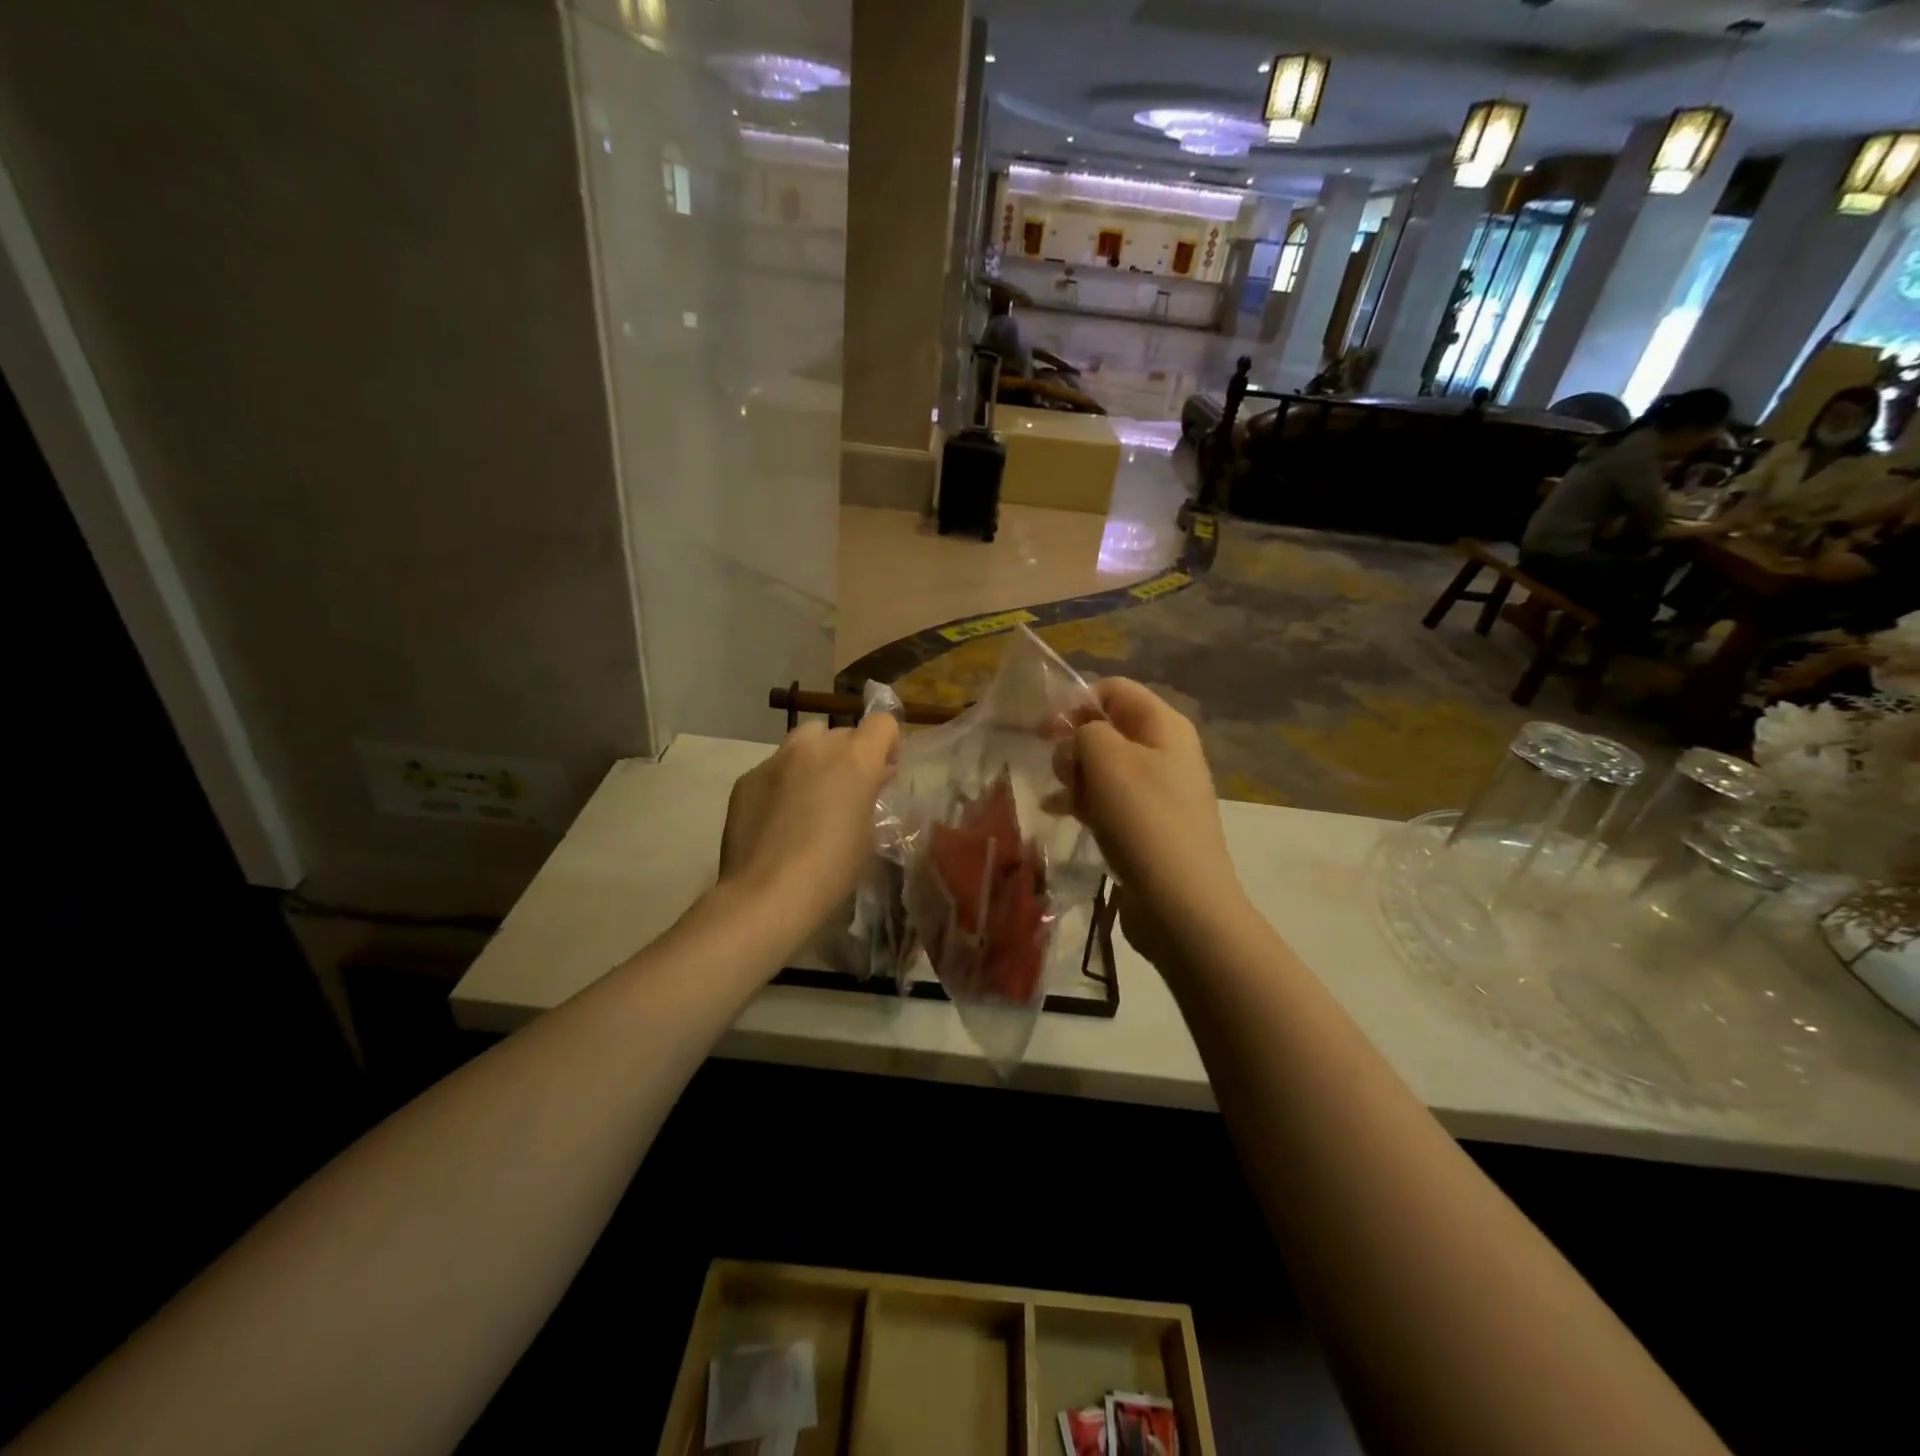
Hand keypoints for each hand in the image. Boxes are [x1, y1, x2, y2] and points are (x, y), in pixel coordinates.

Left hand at [718, 715, 898, 937]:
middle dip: (848, 755)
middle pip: (841, 732)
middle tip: (845, 791)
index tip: (883, 770)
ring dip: (813, 760)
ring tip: (809, 798)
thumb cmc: (832, 869)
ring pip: (803, 742)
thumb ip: (870, 794)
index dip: (886, 743)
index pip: (882, 723)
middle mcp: (816, 748)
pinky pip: (774, 768)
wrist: (767, 895)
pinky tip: (777, 819)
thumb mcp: (867, 833)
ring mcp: (776, 759)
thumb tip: (873, 776)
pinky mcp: (747, 778)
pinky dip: (782, 783)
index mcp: (855, 759)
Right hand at [1050, 679, 1242, 953]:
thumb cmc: (1144, 821)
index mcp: (1165, 726)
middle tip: (1060, 770)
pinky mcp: (1148, 824)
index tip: (1046, 730)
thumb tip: (1078, 737)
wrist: (1181, 904)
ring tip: (1059, 797)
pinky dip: (1084, 800)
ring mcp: (1159, 790)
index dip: (1077, 702)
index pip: (1115, 690)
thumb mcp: (1108, 760)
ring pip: (1105, 765)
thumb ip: (1085, 731)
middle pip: (1109, 727)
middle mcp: (1166, 751)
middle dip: (1075, 742)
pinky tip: (1059, 813)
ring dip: (1075, 774)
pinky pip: (1109, 798)